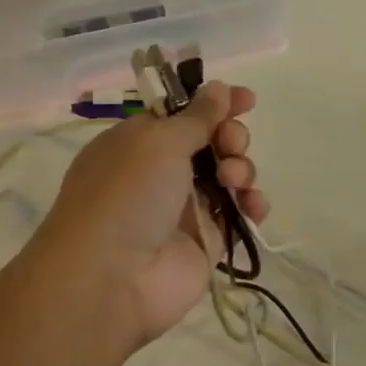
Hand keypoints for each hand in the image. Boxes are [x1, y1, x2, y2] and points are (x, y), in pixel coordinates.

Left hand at [19, 82, 265, 359]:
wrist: (111, 278)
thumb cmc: (127, 195)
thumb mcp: (158, 142)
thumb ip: (197, 116)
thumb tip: (219, 87)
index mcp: (139, 142)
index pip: (183, 113)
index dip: (215, 103)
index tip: (246, 99)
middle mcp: (161, 172)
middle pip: (212, 142)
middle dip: (231, 136)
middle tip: (231, 144)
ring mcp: (185, 208)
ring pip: (229, 176)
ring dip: (241, 169)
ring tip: (234, 181)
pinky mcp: (207, 241)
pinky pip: (238, 215)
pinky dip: (251, 206)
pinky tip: (254, 206)